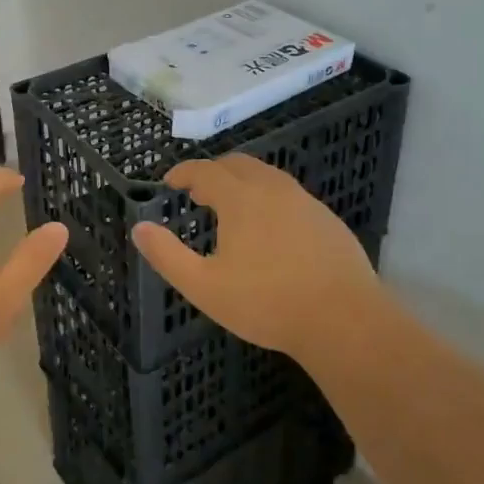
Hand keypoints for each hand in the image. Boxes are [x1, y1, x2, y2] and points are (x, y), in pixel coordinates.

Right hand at [133, 154, 379, 360]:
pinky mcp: (327, 219)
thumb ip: (167, 256)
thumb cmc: (267, 303)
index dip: (184, 172)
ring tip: (231, 207)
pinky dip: (268, 198)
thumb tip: (139, 228)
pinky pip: (289, 195)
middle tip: (198, 192)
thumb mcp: (205, 287)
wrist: (344, 320)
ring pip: (267, 176)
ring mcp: (304, 201)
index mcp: (241, 198)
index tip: (170, 182)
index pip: (205, 170)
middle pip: (237, 164)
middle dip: (213, 172)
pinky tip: (270, 228)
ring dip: (243, 182)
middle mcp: (273, 189)